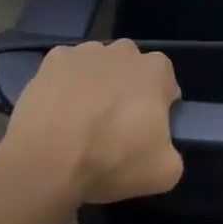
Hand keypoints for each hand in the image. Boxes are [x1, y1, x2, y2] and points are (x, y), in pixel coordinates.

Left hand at [2, 39, 183, 204]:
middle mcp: (124, 50)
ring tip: (80, 123)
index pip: (165, 83)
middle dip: (126, 90)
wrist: (50, 157)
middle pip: (131, 69)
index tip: (145, 131)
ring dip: (95, 85)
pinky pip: (65, 70)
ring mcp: (86, 51)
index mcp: (156, 70)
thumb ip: (172, 152)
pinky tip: (56, 112)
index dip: (158, 106)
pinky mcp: (53, 59)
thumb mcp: (163, 172)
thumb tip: (161, 148)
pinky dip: (64, 85)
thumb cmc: (113, 159)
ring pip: (97, 66)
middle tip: (113, 127)